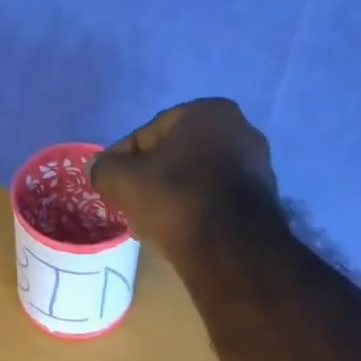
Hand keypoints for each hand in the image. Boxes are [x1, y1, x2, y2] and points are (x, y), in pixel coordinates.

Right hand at [88, 99, 278, 253]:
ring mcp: (257, 165)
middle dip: (152, 177)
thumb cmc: (176, 201)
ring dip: (175, 195)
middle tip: (130, 203)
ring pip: (198, 178)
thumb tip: (97, 168)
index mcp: (207, 111)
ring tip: (154, 222)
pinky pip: (217, 199)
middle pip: (177, 154)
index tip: (110, 183)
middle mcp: (240, 129)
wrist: (230, 248)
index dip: (123, 159)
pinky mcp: (264, 200)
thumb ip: (104, 169)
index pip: (150, 132)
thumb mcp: (125, 182)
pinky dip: (197, 210)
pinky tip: (182, 231)